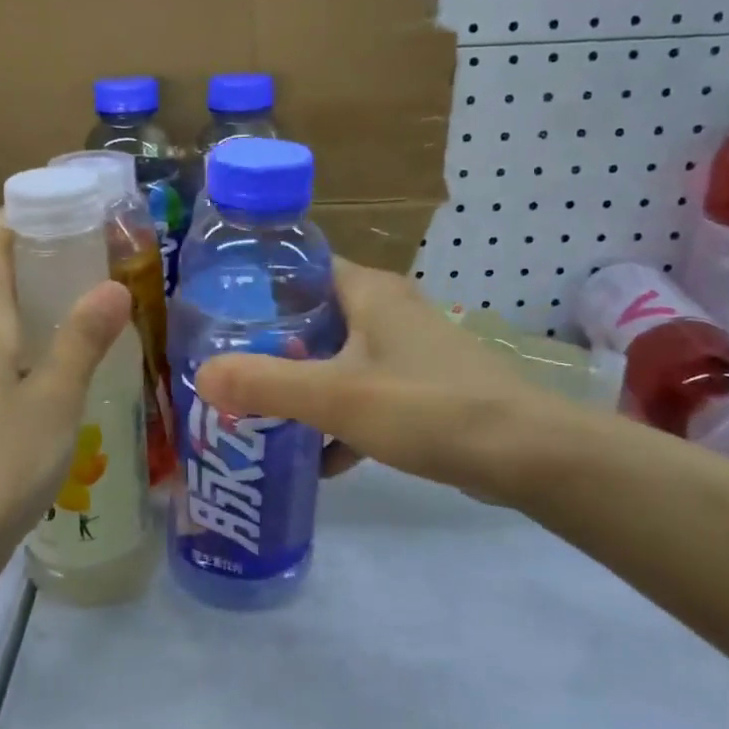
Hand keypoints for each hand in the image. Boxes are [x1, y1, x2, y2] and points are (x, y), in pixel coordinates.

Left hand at [0, 215, 130, 582]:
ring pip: (5, 323)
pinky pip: (10, 358)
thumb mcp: (54, 398)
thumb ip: (82, 341)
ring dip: (41, 300)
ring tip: (92, 297)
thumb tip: (112, 284)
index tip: (56, 198)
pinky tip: (72, 363)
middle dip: (38, 254)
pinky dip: (40, 342)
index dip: (15, 215)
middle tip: (92, 246)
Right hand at [194, 258, 585, 506]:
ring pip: (337, 361)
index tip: (216, 315)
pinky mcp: (422, 389)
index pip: (300, 268)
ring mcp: (407, 351)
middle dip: (271, 348)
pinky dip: (338, 421)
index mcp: (368, 292)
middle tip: (227, 373)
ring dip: (303, 388)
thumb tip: (201, 376)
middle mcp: (387, 311)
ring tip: (257, 417)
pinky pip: (364, 396)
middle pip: (313, 319)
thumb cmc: (428, 407)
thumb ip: (266, 385)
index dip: (257, 286)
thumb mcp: (337, 396)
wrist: (526, 455)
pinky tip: (316, 460)